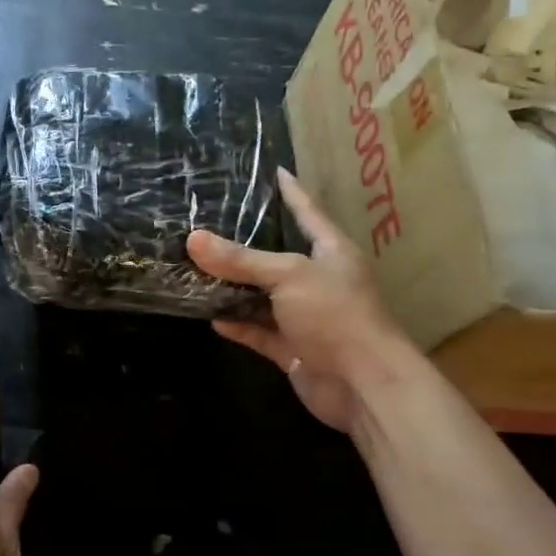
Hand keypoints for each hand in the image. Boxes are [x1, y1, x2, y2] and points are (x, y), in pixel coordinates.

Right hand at [188, 168, 408, 432]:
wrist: (362, 384)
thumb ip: (241, 260)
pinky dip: (238, 326)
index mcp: (332, 253)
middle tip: (210, 225)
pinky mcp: (294, 350)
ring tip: (197, 271)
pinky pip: (260, 332)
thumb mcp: (288, 276)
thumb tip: (193, 239)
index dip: (292, 192)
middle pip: (278, 258)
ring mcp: (306, 318)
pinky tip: (211, 318)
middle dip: (246, 246)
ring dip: (235, 290)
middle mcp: (320, 282)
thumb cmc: (335, 315)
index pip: (309, 213)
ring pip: (264, 298)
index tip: (276, 171)